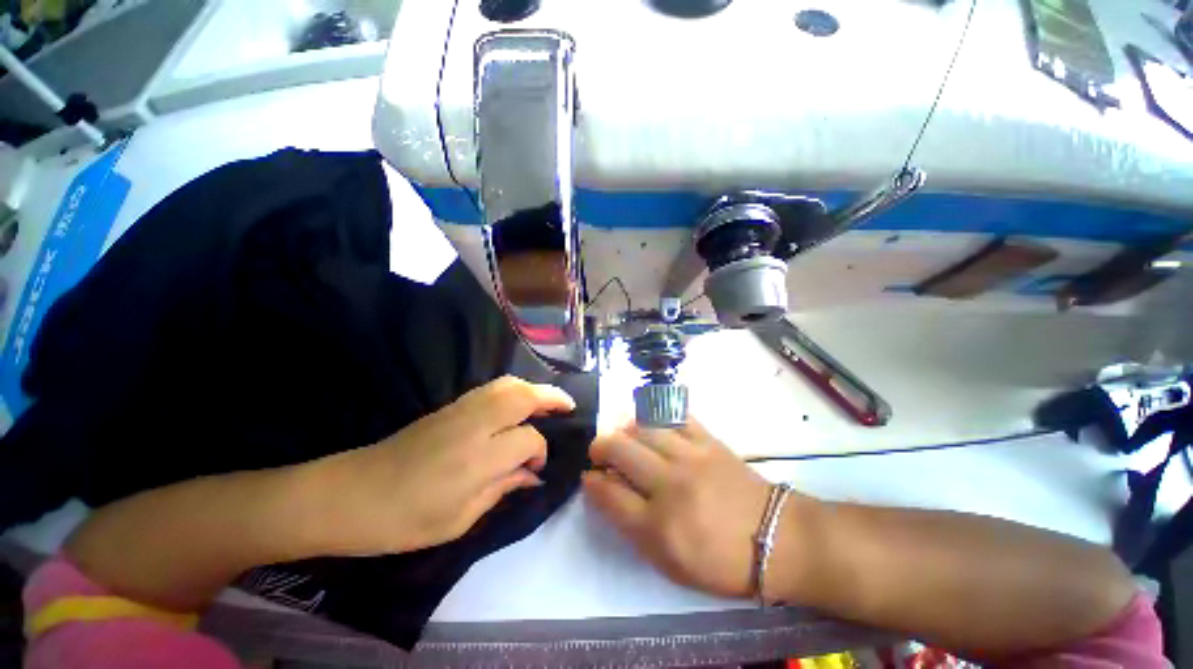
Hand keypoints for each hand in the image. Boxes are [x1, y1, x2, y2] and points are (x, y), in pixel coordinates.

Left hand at [304, 376, 574, 555]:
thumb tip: (532, 474)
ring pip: (508, 385)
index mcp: (479, 458)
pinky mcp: (450, 405)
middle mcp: (475, 424)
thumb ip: (502, 488)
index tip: (537, 467)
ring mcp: (460, 410)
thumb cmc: (404, 520)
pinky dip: (514, 388)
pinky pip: (492, 388)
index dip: (540, 450)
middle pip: (524, 396)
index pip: (528, 439)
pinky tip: (518, 402)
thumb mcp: (459, 518)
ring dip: (533, 389)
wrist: (349, 494)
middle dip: (551, 398)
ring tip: (548, 401)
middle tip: (568, 407)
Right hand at [584, 420, 782, 598]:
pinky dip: (657, 414)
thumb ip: (632, 526)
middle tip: (599, 451)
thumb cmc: (720, 561)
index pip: (608, 494)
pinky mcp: (709, 440)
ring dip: (624, 428)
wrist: (776, 539)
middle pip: (619, 450)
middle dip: (599, 446)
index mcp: (659, 526)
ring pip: (643, 426)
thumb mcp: (669, 562)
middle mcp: (670, 485)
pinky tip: (651, 420)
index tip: (589, 476)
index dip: (591, 482)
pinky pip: (675, 415)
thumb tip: (606, 490)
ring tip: (622, 435)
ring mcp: (691, 457)